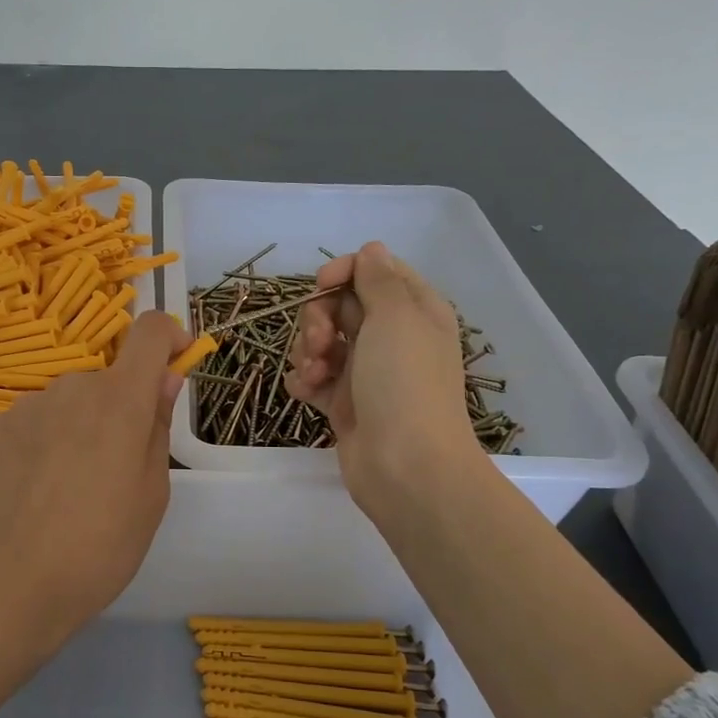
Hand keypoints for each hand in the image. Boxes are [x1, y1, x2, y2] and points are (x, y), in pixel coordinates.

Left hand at [0, 311, 190, 717]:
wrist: (12, 582)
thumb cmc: (101, 546)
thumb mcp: (152, 493)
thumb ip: (158, 425)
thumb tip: (164, 380)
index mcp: (120, 400)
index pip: (148, 331)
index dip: (167, 336)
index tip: (173, 363)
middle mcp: (72, 387)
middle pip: (107, 378)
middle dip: (119, 407)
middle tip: (115, 465)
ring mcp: (28, 405)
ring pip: (68, 401)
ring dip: (79, 425)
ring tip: (70, 485)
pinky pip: (34, 420)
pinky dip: (44, 440)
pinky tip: (35, 488)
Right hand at [285, 241, 482, 525]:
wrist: (406, 467)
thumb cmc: (404, 384)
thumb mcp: (396, 317)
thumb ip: (378, 279)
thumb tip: (371, 250)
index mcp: (413, 310)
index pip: (371, 271)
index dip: (342, 273)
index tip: (322, 285)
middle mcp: (391, 336)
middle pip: (338, 305)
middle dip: (318, 318)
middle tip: (320, 342)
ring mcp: (366, 371)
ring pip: (320, 340)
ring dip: (307, 351)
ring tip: (314, 375)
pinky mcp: (344, 402)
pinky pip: (312, 376)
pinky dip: (304, 379)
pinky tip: (306, 392)